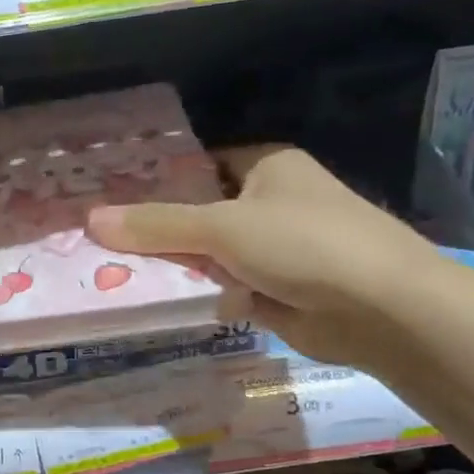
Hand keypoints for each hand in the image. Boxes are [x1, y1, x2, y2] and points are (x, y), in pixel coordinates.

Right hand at [85, 146, 445, 364]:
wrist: (382, 309)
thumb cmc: (304, 244)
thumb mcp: (221, 227)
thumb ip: (156, 225)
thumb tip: (91, 220)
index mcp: (265, 166)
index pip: (197, 164)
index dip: (155, 178)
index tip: (108, 194)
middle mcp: (269, 202)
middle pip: (197, 212)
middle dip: (156, 229)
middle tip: (99, 239)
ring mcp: (273, 248)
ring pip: (207, 254)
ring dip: (173, 266)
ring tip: (112, 272)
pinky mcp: (274, 290)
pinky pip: (222, 286)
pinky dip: (197, 293)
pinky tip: (152, 299)